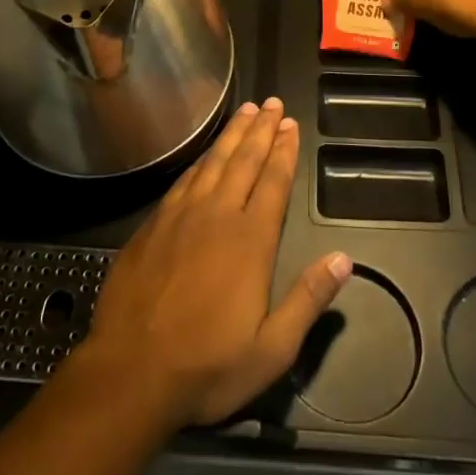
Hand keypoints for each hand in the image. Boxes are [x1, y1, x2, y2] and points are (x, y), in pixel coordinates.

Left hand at [78, 97, 351, 426]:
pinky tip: (206, 153)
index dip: (283, 151)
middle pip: (244, 160)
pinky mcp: (153, 224)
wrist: (131, 372)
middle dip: (261, 129)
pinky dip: (200, 159)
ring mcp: (181, 216)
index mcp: (250, 240)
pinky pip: (184, 179)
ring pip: (213, 162)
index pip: (273, 182)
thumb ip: (308, 299)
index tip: (291, 124)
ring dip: (232, 134)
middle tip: (272, 102)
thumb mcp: (272, 348)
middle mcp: (217, 215)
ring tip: (245, 111)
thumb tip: (345, 259)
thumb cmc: (207, 366)